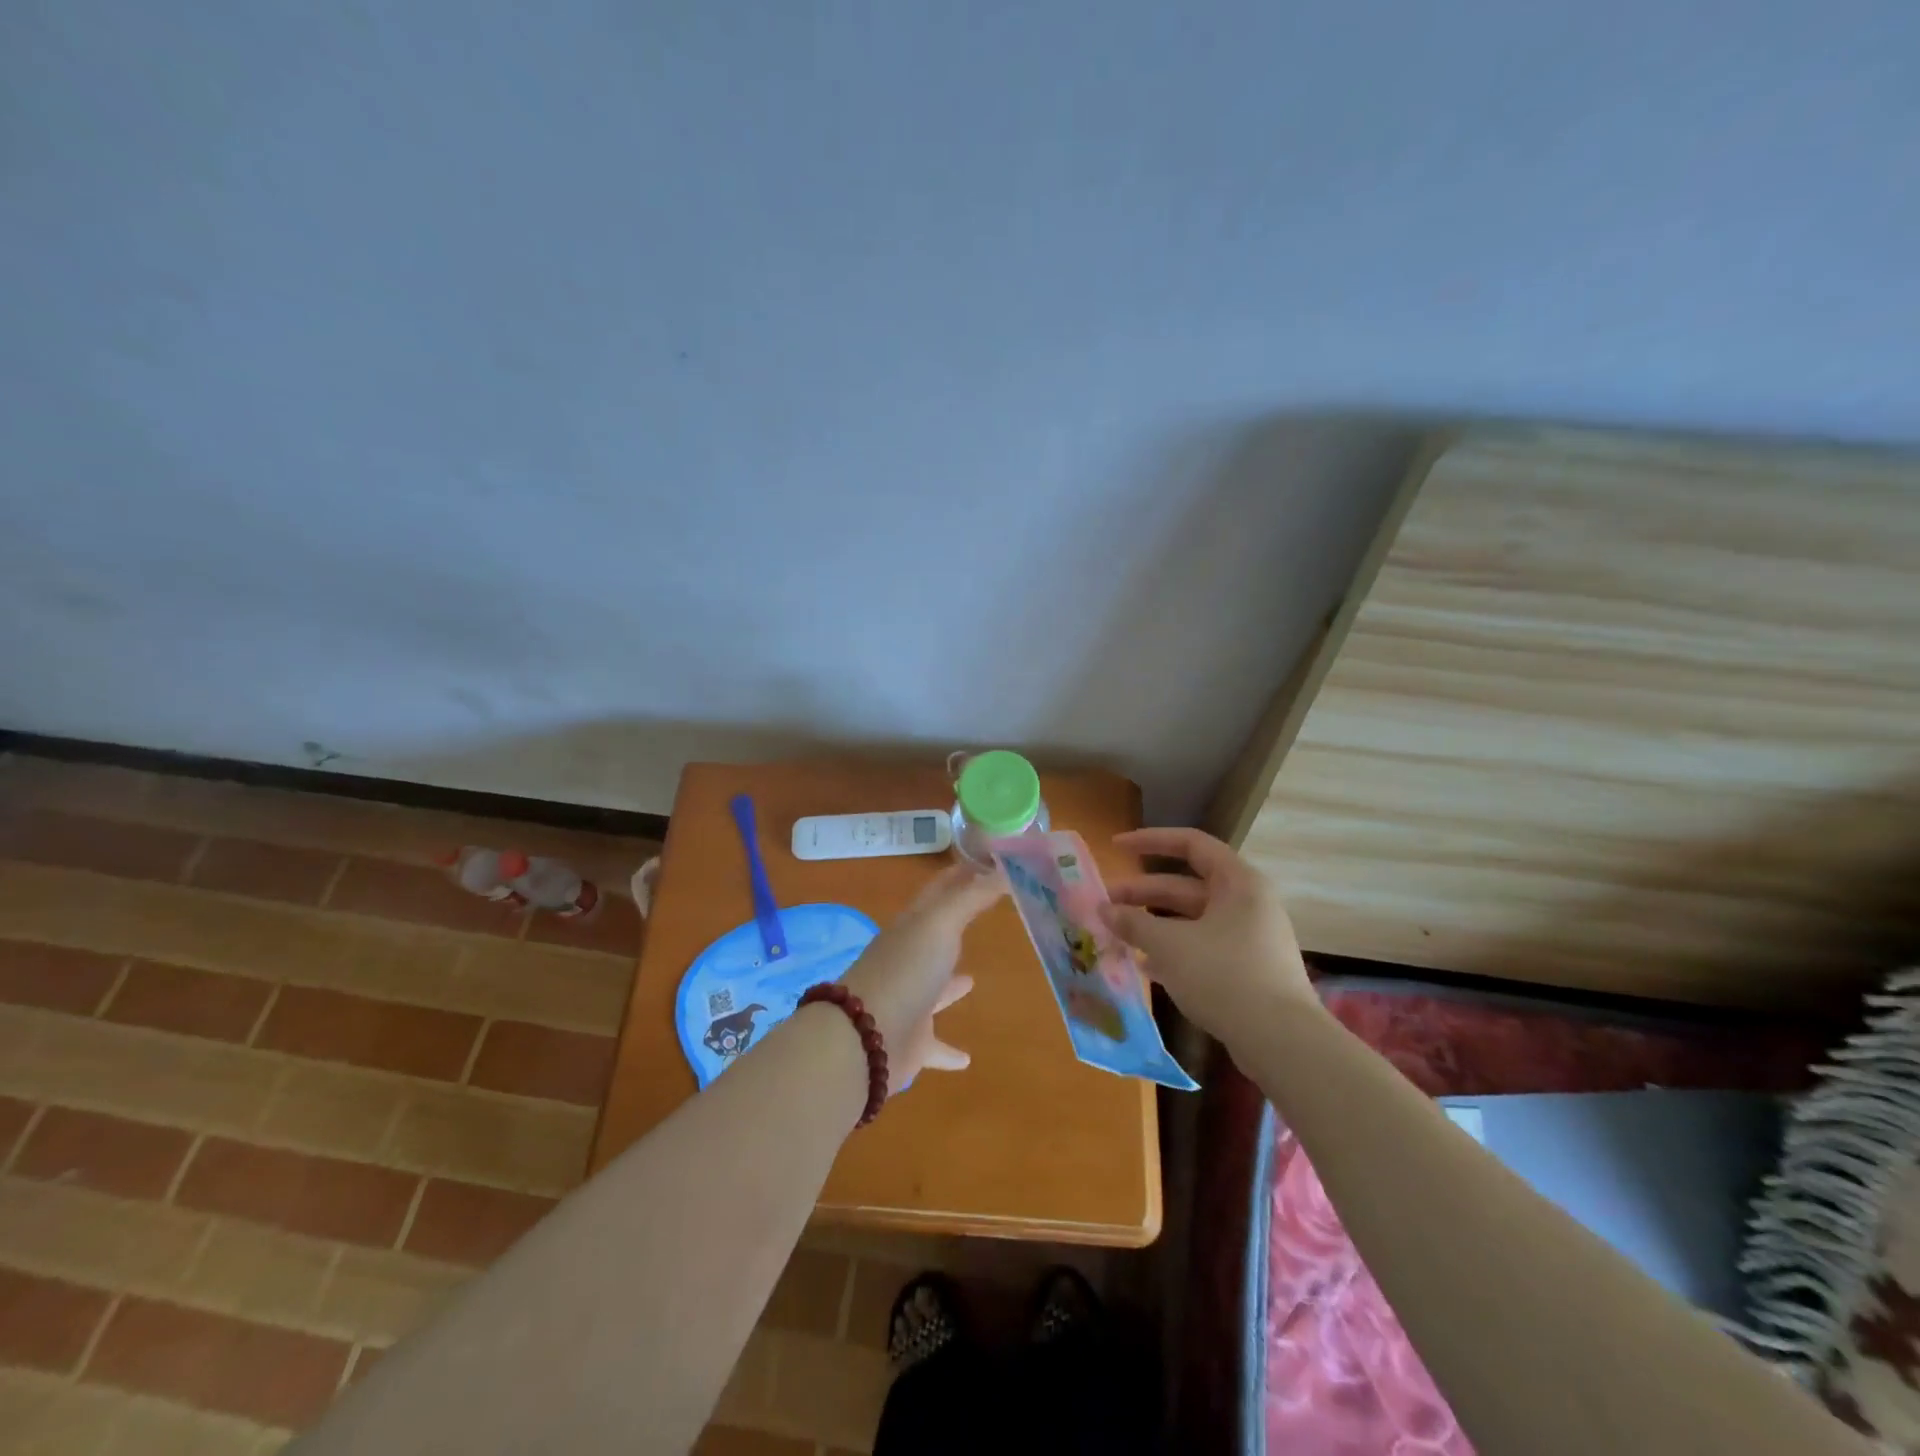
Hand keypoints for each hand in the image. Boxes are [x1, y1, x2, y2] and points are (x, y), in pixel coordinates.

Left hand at [840, 862, 1006, 1085]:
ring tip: (973, 980)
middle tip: (986, 916)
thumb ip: (972, 897)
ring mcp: (909, 1001)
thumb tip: (1003, 869)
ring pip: (933, 988)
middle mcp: (909, 959)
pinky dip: (949, 1051)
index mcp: (913, 926)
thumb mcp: (941, 923)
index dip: (960, 874)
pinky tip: (967, 1059)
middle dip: (956, 924)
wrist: (865, 1038)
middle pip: (935, 936)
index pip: (939, 891)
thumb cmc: (906, 970)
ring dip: (950, 984)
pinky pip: (935, 1045)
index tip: (987, 862)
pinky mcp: (912, 1042)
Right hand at [1099, 827, 1315, 1040]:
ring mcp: (1249, 938)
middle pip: (1186, 886)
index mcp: (1237, 882)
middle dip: (1142, 893)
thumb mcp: (1170, 945)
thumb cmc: (1224, 976)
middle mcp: (1246, 903)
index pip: (1191, 844)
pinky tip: (1144, 967)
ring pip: (1191, 920)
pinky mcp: (1247, 970)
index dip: (1150, 840)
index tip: (1116, 847)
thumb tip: (1104, 909)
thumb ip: (1133, 922)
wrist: (1281, 1042)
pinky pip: (1202, 948)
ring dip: (1153, 925)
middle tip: (1104, 904)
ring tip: (1117, 935)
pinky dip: (1172, 952)